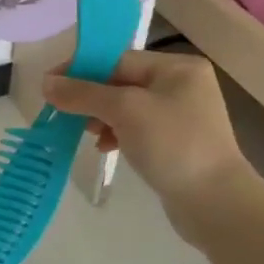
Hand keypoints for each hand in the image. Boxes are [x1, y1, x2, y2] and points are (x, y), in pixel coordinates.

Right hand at [42, 50, 253, 244]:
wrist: (217, 204)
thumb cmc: (173, 145)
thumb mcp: (124, 111)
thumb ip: (83, 94)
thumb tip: (46, 83)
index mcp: (177, 67)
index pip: (119, 59)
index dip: (82, 69)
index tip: (51, 85)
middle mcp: (183, 85)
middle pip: (122, 82)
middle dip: (92, 97)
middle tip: (64, 113)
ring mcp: (183, 116)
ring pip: (129, 107)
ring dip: (102, 117)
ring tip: (86, 133)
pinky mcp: (178, 143)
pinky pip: (139, 129)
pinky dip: (119, 134)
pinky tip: (105, 148)